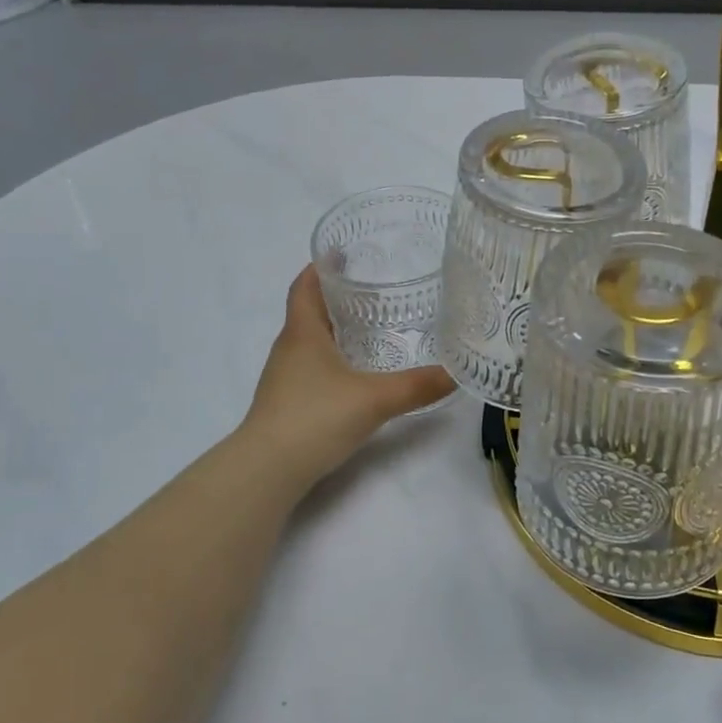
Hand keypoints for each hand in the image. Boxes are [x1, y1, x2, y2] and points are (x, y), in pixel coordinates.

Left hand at [240, 267, 453, 485]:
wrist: (267, 470)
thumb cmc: (315, 418)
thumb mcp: (373, 399)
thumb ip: (415, 386)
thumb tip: (454, 374)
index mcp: (302, 333)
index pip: (304, 286)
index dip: (319, 267)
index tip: (340, 253)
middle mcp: (288, 348)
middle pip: (307, 311)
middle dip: (334, 297)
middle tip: (371, 290)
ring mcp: (283, 378)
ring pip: (308, 342)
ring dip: (332, 330)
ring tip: (368, 328)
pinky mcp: (285, 403)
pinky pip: (309, 368)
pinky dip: (330, 359)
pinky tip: (353, 375)